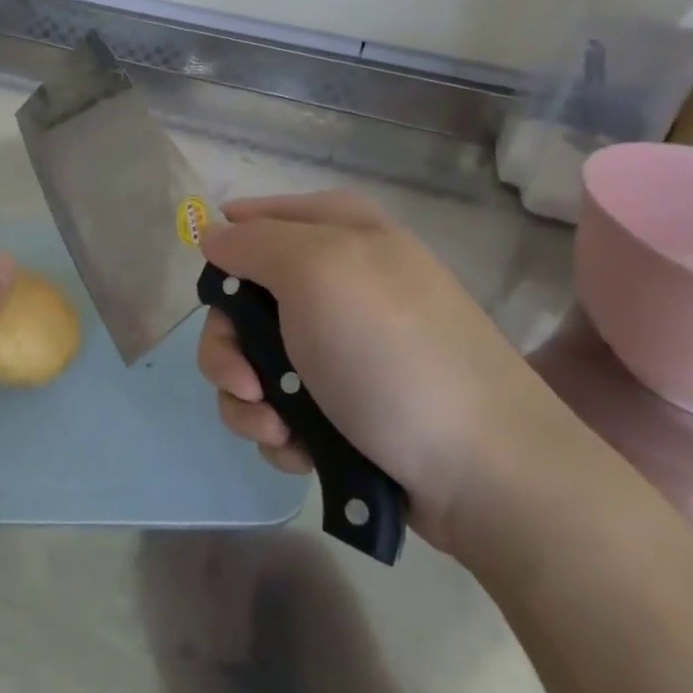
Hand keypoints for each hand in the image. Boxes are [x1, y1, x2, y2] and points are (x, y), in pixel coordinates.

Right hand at [197, 192, 571, 553]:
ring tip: (279, 429)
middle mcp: (338, 281)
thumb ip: (253, 242)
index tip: (219, 298)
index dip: (226, 256)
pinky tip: (300, 449)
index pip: (252, 220)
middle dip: (230, 348)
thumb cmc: (391, 355)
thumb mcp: (318, 272)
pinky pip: (278, 405)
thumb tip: (211, 233)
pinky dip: (279, 430)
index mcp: (339, 231)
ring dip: (250, 400)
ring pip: (252, 359)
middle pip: (242, 300)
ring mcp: (340, 346)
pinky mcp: (342, 403)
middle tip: (247, 384)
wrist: (481, 472)